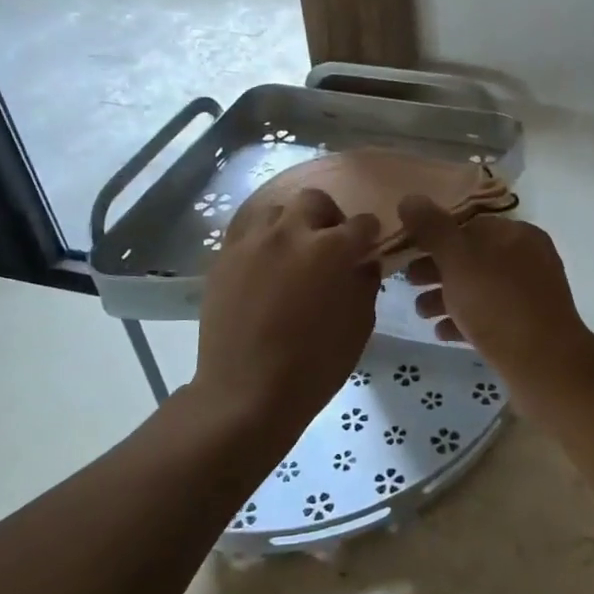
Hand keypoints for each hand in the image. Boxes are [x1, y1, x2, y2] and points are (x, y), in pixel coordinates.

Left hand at [193, 189, 379, 438]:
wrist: (246, 392)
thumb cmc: (315, 365)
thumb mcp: (359, 326)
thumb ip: (365, 283)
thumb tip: (363, 262)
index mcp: (331, 249)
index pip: (361, 224)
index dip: (370, 235)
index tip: (369, 246)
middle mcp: (290, 233)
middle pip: (314, 201)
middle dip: (328, 217)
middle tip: (329, 245)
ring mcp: (251, 243)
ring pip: (275, 211)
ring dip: (291, 225)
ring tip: (293, 253)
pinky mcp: (223, 259)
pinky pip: (247, 234)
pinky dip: (262, 243)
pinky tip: (266, 268)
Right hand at [397, 196, 593, 390]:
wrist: (545, 366)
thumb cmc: (499, 304)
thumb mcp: (459, 260)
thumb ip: (433, 229)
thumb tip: (410, 198)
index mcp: (518, 234)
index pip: (470, 224)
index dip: (434, 235)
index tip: (405, 250)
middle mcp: (528, 259)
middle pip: (472, 257)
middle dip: (436, 269)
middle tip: (406, 282)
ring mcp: (529, 295)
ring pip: (478, 288)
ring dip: (445, 297)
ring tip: (420, 312)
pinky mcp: (527, 328)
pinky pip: (489, 317)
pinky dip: (464, 320)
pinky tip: (441, 332)